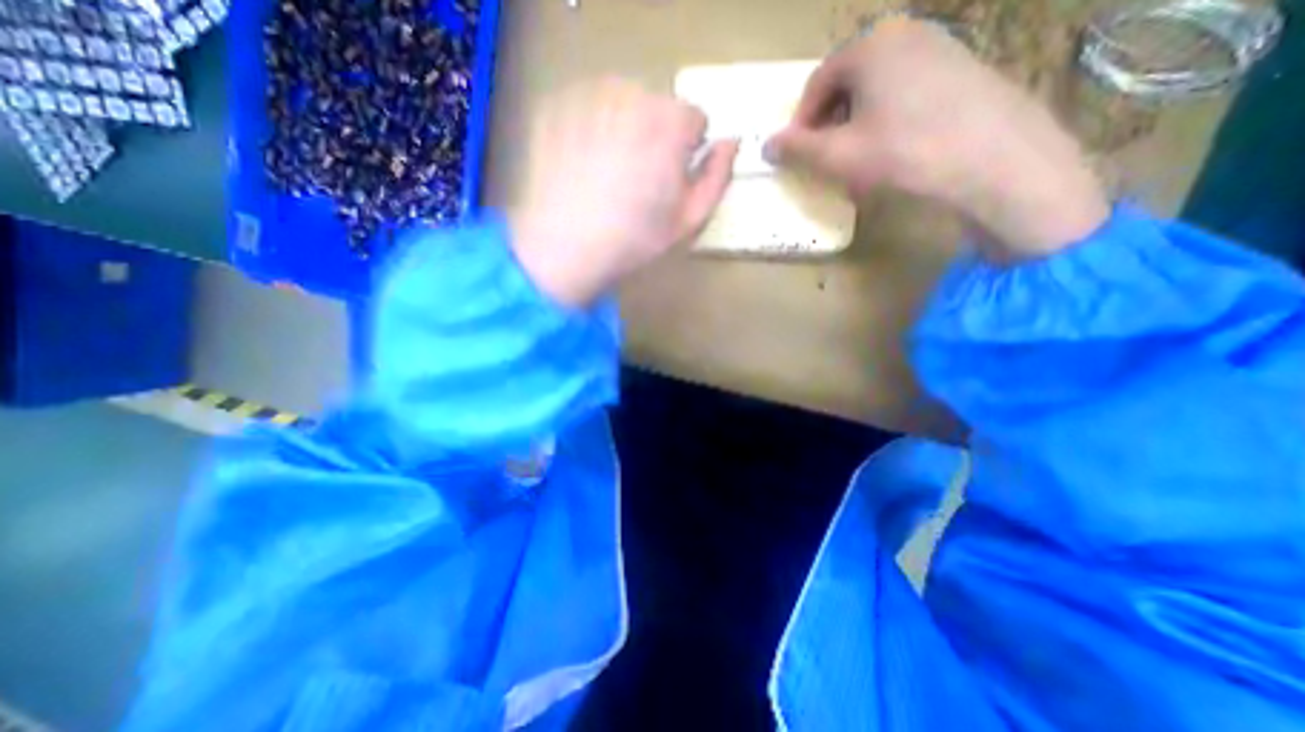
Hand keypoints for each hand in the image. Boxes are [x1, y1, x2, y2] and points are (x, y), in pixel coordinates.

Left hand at [507, 78, 730, 304]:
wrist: (563, 249)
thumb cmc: (633, 240)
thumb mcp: (688, 221)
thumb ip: (718, 178)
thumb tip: (731, 143)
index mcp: (669, 124)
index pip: (694, 118)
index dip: (688, 150)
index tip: (673, 178)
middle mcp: (630, 97)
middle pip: (658, 106)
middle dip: (657, 136)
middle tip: (640, 179)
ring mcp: (586, 97)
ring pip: (622, 103)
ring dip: (625, 128)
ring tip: (611, 172)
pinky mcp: (555, 107)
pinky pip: (587, 107)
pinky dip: (591, 128)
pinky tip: (584, 164)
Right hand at [766, 13, 1109, 259]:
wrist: (993, 158)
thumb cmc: (902, 152)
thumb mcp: (837, 156)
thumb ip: (796, 149)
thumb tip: (766, 146)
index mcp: (869, 47)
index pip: (816, 84)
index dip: (801, 122)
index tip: (799, 154)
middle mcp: (903, 35)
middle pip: (847, 83)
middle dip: (829, 123)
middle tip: (827, 158)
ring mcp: (937, 48)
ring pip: (876, 89)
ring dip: (856, 124)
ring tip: (858, 159)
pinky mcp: (961, 69)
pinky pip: (905, 92)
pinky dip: (886, 119)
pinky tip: (892, 150)